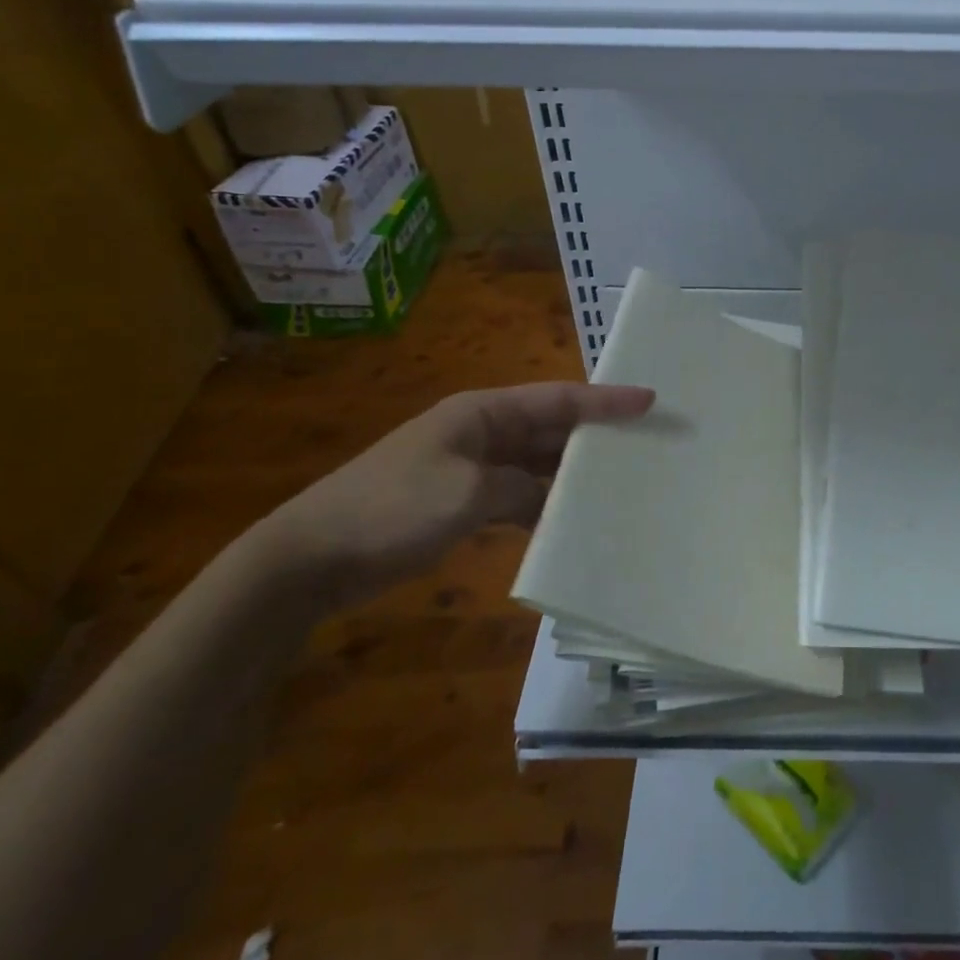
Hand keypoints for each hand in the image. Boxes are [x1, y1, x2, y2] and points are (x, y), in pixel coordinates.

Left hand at [254, 381, 654, 613]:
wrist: (308, 559)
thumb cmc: (390, 510)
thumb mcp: (467, 495)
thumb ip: (520, 488)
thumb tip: (546, 497)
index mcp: (482, 413)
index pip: (558, 399)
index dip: (606, 400)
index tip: (650, 400)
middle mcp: (480, 433)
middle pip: (550, 428)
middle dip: (594, 436)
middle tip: (645, 444)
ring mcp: (468, 468)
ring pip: (534, 464)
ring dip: (569, 474)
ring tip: (618, 484)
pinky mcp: (457, 502)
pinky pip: (514, 495)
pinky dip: (540, 506)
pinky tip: (566, 523)